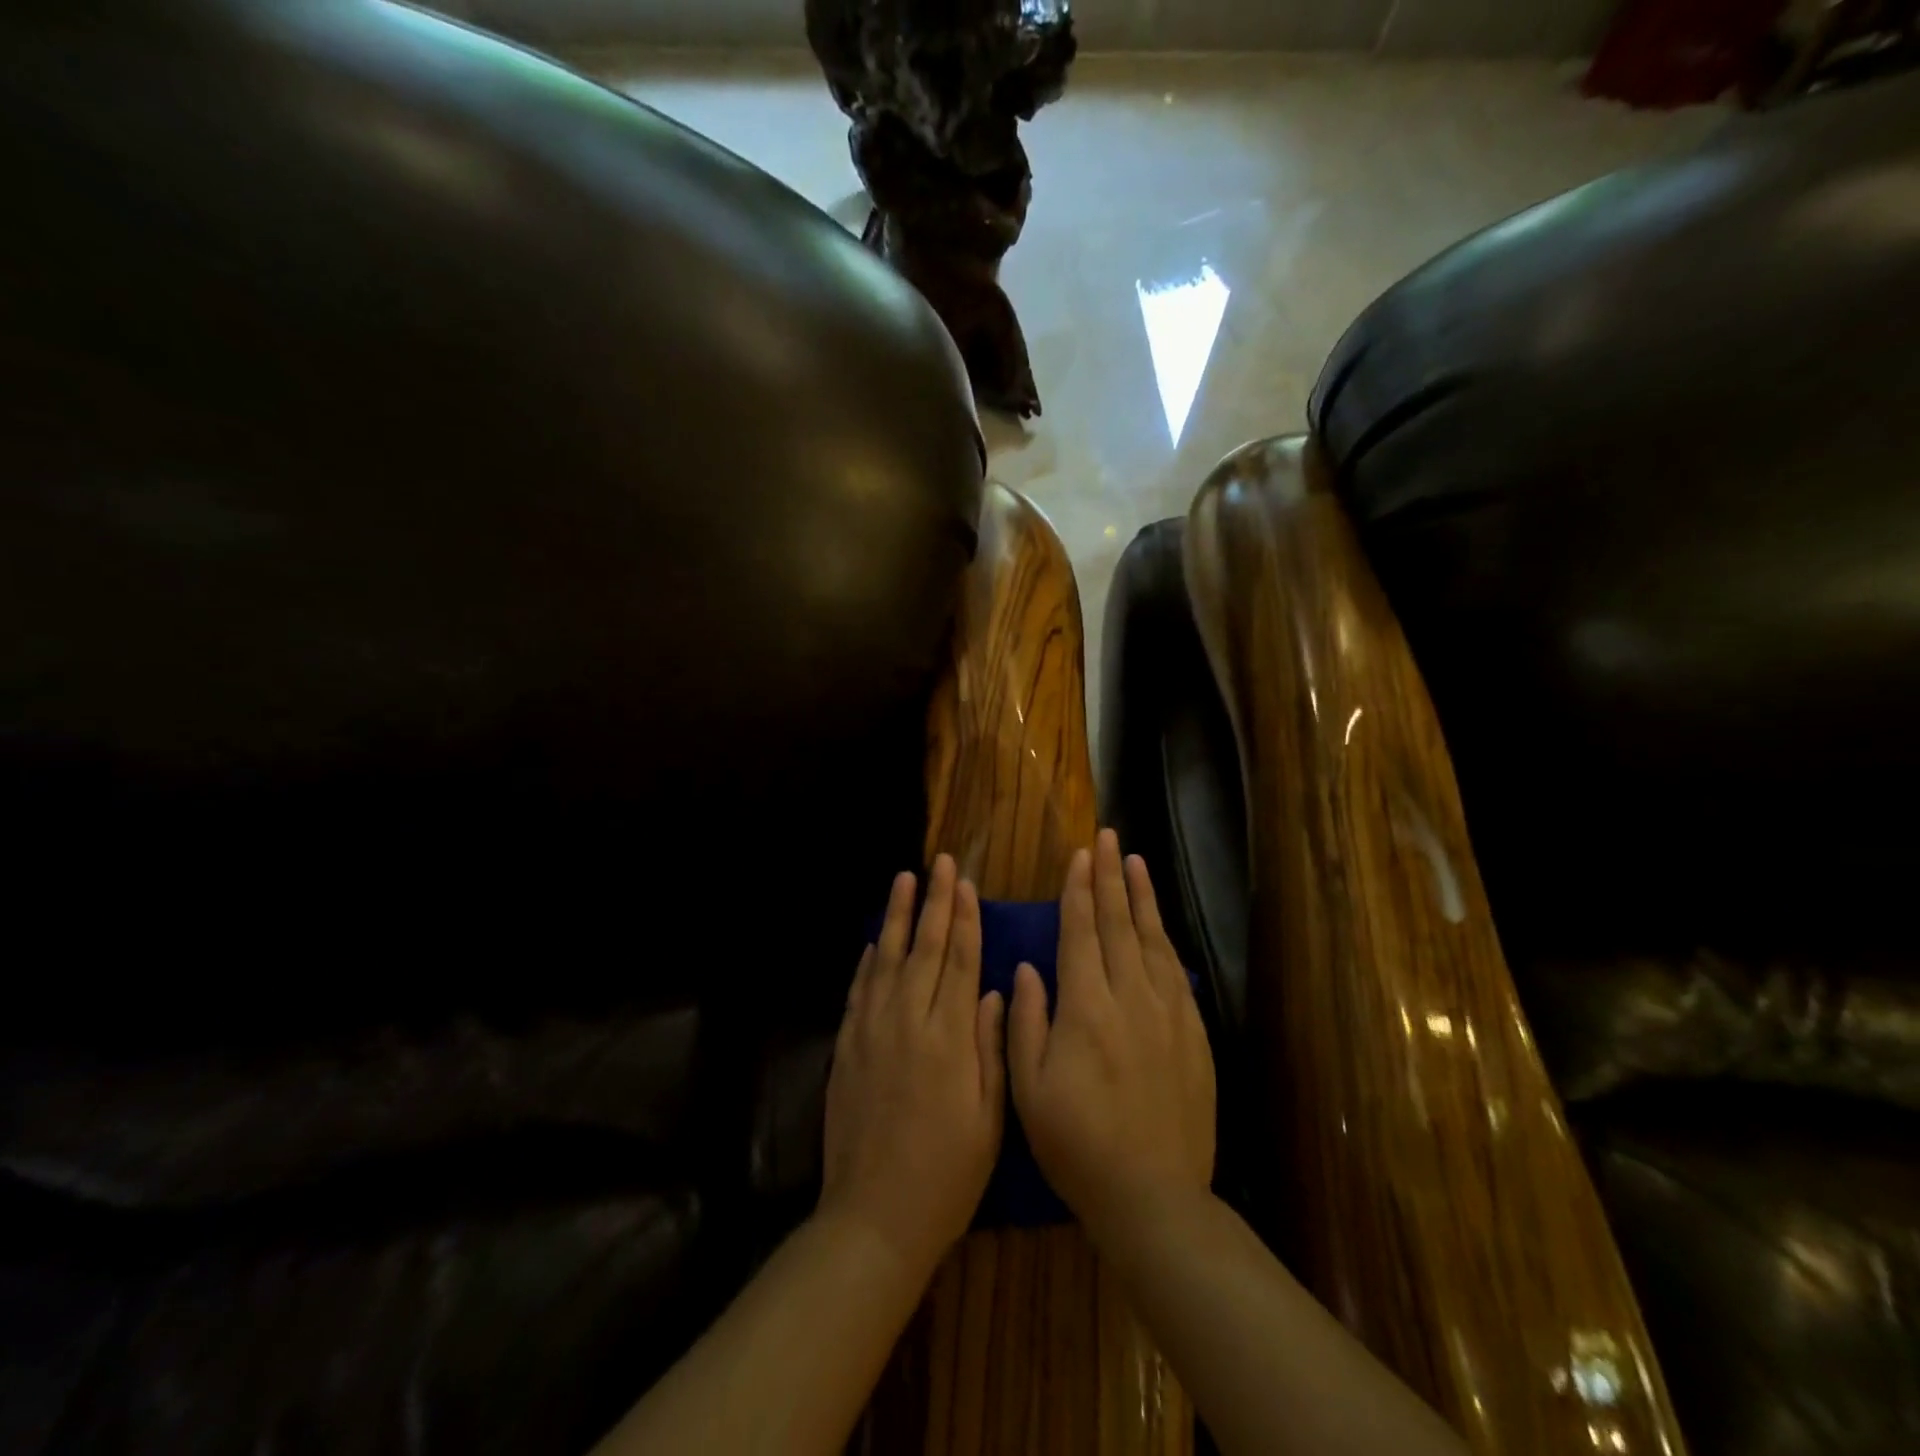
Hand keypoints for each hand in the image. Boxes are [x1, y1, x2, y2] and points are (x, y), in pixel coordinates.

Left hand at [820, 853, 1006, 1276]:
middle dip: (934, 902)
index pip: (960, 961)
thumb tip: (995, 990)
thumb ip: (992, 1047)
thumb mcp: (989, 1116)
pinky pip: (859, 990)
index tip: (966, 885)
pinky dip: (867, 961)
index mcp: (949, 1037)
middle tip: (938, 863)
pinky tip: (873, 941)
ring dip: (897, 916)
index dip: (965, 919)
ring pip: (887, 958)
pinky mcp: (846, 1047)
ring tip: (904, 880)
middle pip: (925, 947)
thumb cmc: (947, 1172)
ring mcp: (872, 1031)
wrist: (874, 1215)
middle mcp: (909, 1021)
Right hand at [1008, 830, 1215, 1243]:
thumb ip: (1025, 1022)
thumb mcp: (1030, 1090)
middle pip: (1119, 924)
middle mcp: (1130, 999)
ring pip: (1152, 940)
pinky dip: (1165, 939)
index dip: (1079, 890)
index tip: (1080, 856)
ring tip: (1135, 861)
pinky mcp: (1193, 1035)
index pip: (1082, 933)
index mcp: (1086, 1009)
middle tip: (1108, 838)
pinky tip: (1159, 924)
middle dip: (1111, 877)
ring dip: (1142, 897)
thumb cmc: (1078, 1145)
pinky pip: (1175, 972)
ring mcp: (1168, 1015)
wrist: (1154, 1197)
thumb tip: (1027, 968)